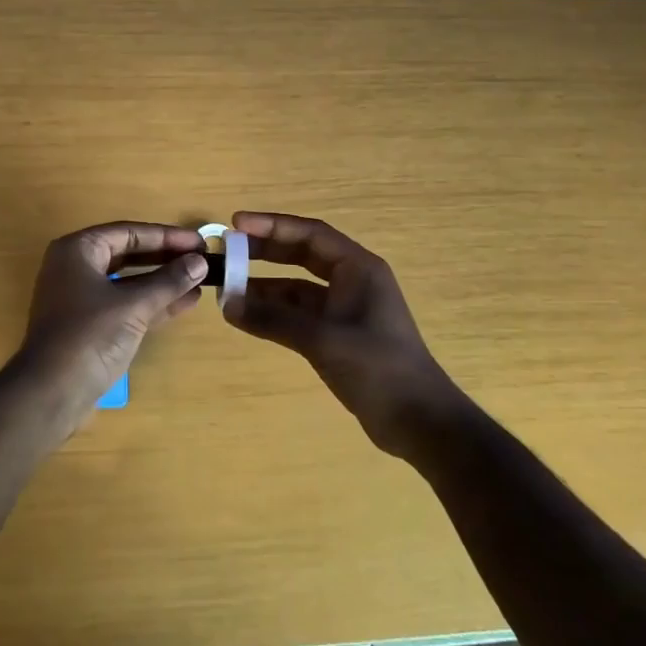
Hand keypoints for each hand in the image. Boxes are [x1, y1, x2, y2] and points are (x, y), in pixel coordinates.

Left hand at [14, 221, 205, 428]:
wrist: (51, 394)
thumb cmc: (89, 336)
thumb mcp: (133, 305)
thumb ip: (168, 281)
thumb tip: (200, 262)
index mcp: (78, 250)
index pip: (129, 232)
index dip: (167, 236)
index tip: (200, 241)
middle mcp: (76, 267)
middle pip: (129, 254)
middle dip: (166, 257)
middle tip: (202, 258)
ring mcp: (81, 298)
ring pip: (129, 281)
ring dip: (163, 282)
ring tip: (200, 281)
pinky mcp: (90, 325)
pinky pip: (126, 304)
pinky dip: (152, 303)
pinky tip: (185, 303)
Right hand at [226, 212, 464, 457]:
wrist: (419, 421)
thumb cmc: (377, 368)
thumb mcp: (322, 339)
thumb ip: (274, 319)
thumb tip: (228, 304)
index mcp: (358, 268)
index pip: (310, 233)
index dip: (272, 225)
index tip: (236, 224)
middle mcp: (352, 281)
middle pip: (302, 254)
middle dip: (265, 252)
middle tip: (227, 251)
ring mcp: (345, 309)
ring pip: (297, 287)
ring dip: (265, 287)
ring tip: (227, 288)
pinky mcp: (338, 335)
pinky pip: (299, 314)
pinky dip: (274, 314)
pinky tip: (246, 318)